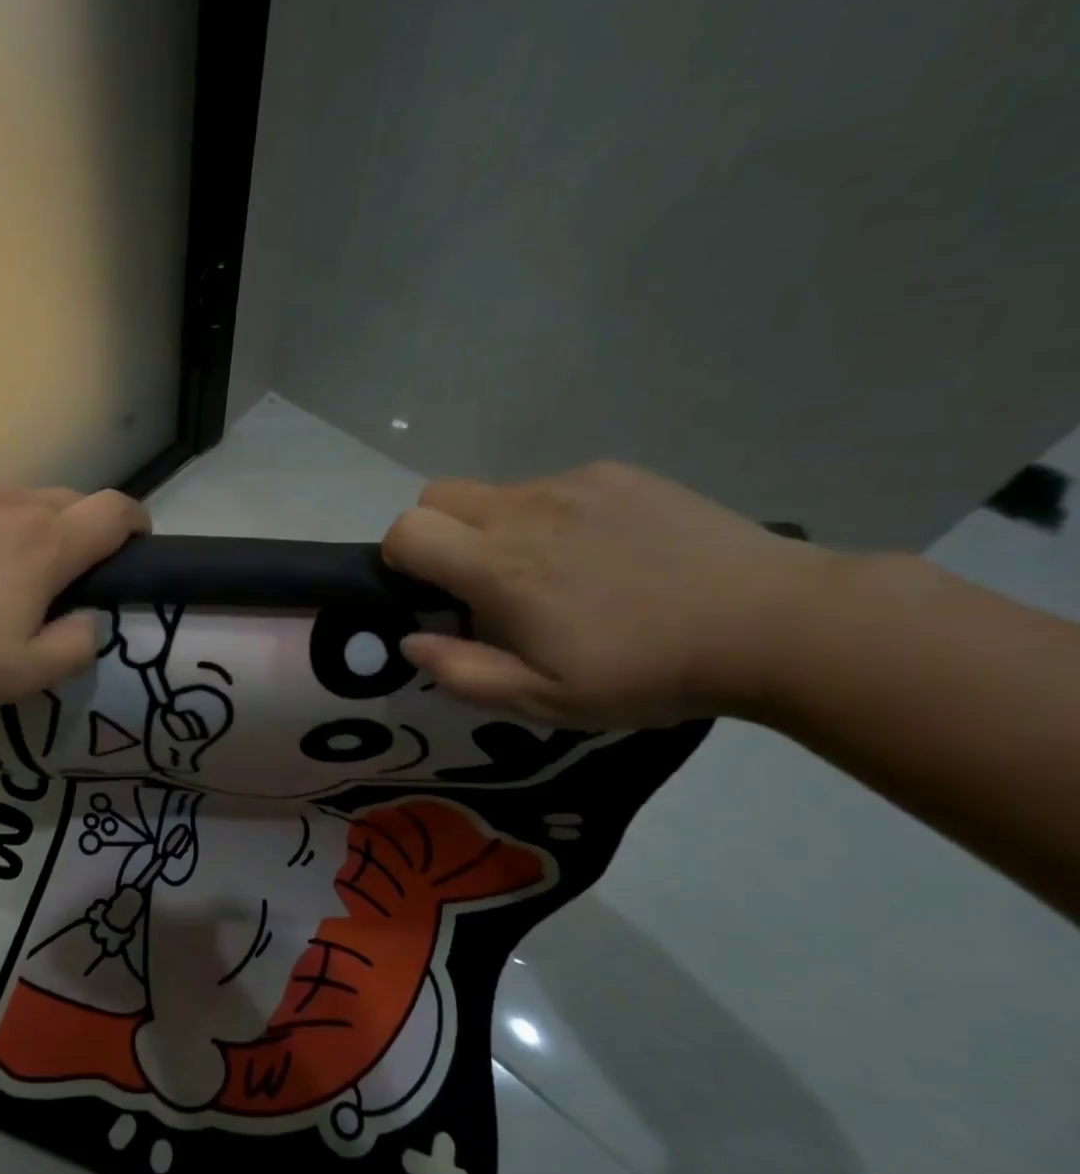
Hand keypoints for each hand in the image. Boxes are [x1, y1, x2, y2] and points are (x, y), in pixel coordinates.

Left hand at [0, 469, 149, 699]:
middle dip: (81, 530)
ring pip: (23, 497)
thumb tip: (92, 621)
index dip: (138, 521)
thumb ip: (74, 649)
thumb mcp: (20, 675)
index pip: (117, 511)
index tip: (138, 541)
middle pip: (72, 501)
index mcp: (48, 544)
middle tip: (58, 573)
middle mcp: (19, 502)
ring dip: (28, 524)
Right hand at [381, 462, 835, 726]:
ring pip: (493, 491)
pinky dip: (548, 516)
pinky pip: (549, 487)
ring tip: (551, 571)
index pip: (407, 531)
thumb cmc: (647, 671)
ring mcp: (572, 485)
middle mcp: (524, 511)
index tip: (430, 592)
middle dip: (436, 533)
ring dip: (494, 527)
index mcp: (500, 567)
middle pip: (436, 495)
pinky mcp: (615, 474)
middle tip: (478, 580)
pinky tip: (599, 552)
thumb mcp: (546, 699)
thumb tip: (411, 641)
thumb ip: (463, 672)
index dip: (401, 559)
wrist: (772, 623)